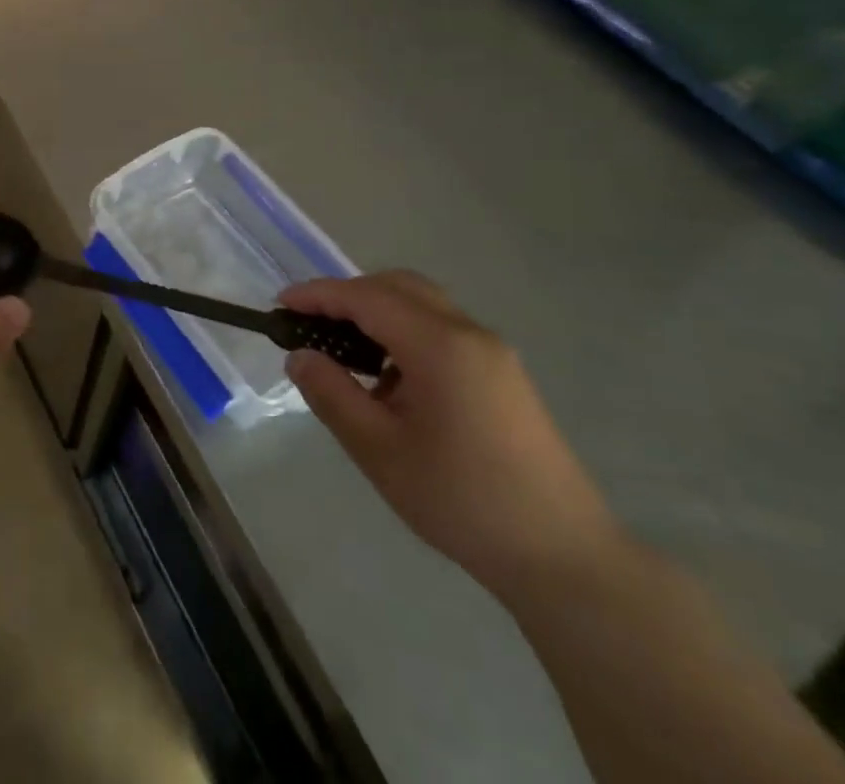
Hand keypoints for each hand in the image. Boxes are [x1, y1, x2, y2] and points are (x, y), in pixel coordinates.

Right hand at [282, 273, 623, 602]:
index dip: (318, 295)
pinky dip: (405, 333)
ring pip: (422, 304)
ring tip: (345, 354)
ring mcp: (492, 352)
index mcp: (439, 345)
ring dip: (378, 313)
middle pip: (397, 286)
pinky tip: (391, 381)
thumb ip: (332, 394)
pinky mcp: (503, 374)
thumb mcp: (380, 451)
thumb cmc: (462, 501)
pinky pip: (442, 330)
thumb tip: (299, 356)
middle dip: (348, 295)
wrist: (564, 557)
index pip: (366, 297)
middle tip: (311, 325)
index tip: (280, 306)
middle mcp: (469, 333)